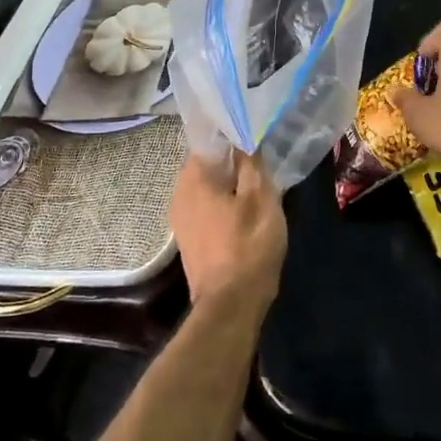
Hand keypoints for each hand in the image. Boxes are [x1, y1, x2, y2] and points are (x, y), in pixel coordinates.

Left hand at [168, 149, 287, 312]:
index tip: (254, 135)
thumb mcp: (261, 198)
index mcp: (193, 178)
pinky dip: (224, 204)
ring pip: (208, 188)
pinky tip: (245, 211)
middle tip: (261, 160)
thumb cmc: (248, 245)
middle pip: (208, 165)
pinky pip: (207, 209)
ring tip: (258, 184)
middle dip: (232, 161)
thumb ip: (251, 163)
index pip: (210, 141)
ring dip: (230, 184)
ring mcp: (181, 218)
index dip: (233, 136)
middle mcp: (179, 193)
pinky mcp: (190, 239)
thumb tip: (245, 139)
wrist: (230, 305)